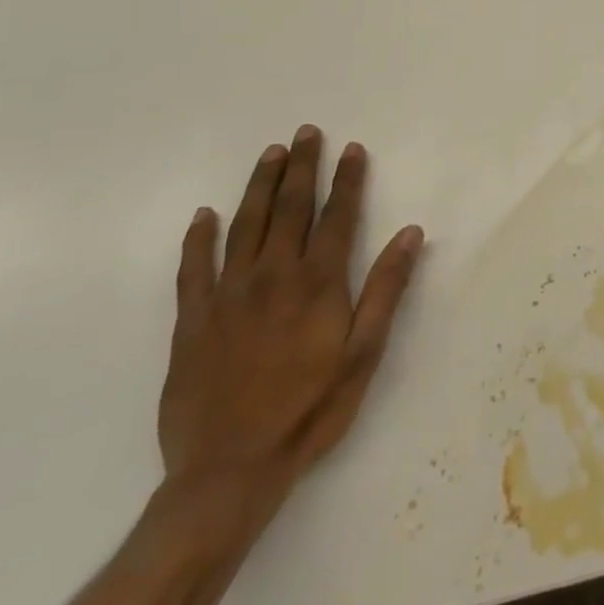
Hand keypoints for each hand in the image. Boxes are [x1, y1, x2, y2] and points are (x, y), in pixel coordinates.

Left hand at [158, 126, 423, 508]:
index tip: (352, 148)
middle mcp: (272, 276)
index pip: (337, 216)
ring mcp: (227, 295)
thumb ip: (386, 289)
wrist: (229, 471)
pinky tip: (205, 216)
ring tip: (270, 154)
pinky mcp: (192, 321)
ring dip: (259, 186)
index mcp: (317, 283)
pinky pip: (193, 268)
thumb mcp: (364, 353)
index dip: (347, 180)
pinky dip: (198, 238)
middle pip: (289, 209)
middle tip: (306, 133)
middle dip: (301, 168)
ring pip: (244, 225)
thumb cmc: (310, 410)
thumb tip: (411, 233)